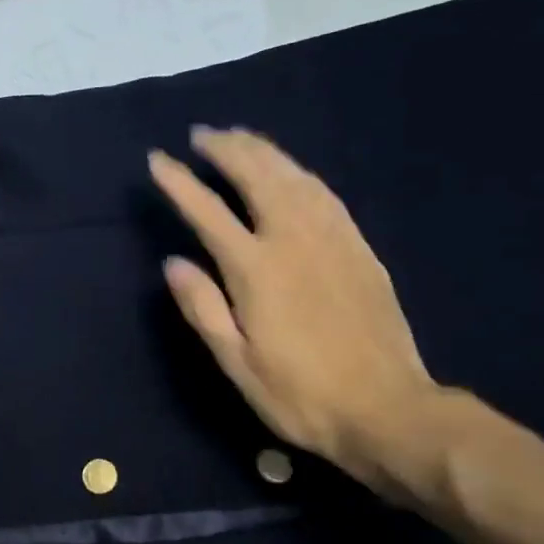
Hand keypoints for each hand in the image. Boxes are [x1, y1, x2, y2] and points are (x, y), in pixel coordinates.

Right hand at [148, 127, 441, 485]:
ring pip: (294, 177)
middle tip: (202, 134)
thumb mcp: (237, 362)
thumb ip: (203, 308)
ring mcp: (333, 239)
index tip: (157, 160)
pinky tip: (291, 171)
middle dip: (226, 150)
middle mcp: (294, 240)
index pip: (208, 213)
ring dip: (263, 151)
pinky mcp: (360, 248)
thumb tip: (173, 262)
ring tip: (240, 138)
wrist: (386, 408)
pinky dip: (299, 172)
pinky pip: (325, 194)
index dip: (180, 184)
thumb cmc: (299, 394)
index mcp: (257, 270)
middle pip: (257, 177)